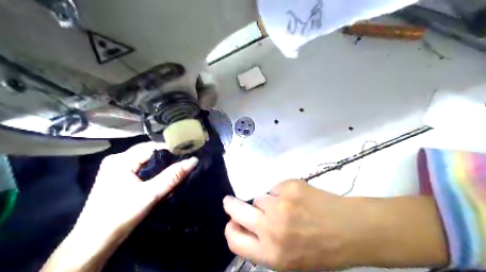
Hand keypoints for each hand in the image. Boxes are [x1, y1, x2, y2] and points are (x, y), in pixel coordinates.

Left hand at [41, 142, 197, 271]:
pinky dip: (151, 173)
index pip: (152, 147)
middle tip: (183, 165)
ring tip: (175, 172)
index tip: (187, 155)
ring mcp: (114, 170)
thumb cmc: (121, 214)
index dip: (170, 150)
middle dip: (166, 159)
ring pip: (144, 162)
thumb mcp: (150, 194)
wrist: (94, 242)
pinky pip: (139, 170)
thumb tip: (193, 160)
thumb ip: (172, 176)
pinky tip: (160, 180)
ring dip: (159, 167)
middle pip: (147, 154)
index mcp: (120, 160)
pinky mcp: (116, 180)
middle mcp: (116, 160)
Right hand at [224, 180, 446, 270]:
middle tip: (229, 202)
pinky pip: (275, 188)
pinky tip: (298, 199)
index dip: (230, 230)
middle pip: (237, 211)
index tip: (231, 223)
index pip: (235, 240)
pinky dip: (281, 193)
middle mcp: (271, 228)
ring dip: (268, 202)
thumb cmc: (321, 250)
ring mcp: (280, 204)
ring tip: (288, 208)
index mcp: (271, 253)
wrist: (351, 229)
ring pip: (260, 198)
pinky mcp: (290, 187)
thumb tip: (248, 227)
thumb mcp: (289, 261)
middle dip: (231, 205)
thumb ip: (265, 246)